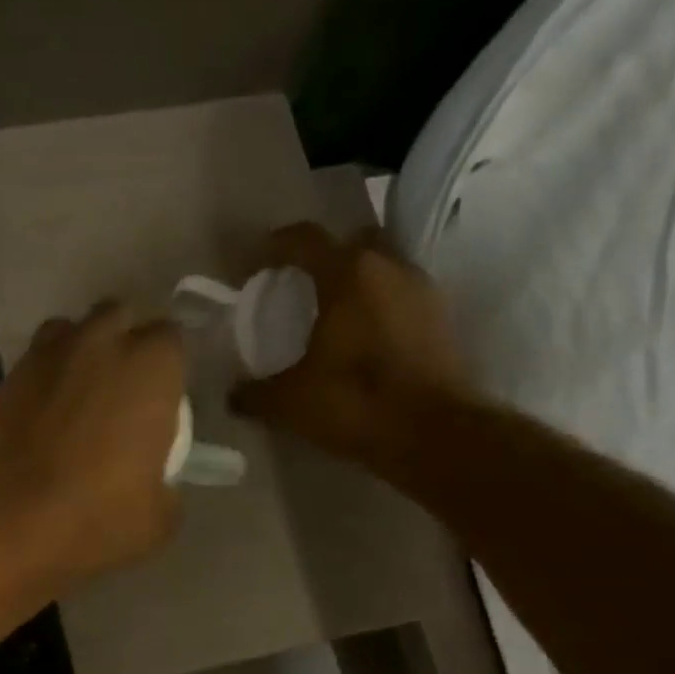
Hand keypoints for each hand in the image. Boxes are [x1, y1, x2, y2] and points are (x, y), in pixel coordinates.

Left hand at [0, 301, 184, 591]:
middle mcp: (95, 343)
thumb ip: (164, 486)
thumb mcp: (156, 520)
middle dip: (120, 344)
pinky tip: (30, 431)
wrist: (0, 526)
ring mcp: (38, 358)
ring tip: (73, 402)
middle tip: (119, 393)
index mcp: (149, 367)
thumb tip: (155, 484)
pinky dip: (33, 392)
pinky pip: (25, 375)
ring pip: (64, 335)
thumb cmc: (94, 520)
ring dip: (74, 357)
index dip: (167, 369)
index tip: (161, 402)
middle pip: (116, 318)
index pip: (170, 340)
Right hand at [227, 223, 472, 462]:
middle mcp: (389, 267)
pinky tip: (362, 341)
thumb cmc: (355, 402)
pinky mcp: (441, 319)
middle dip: (327, 257)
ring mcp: (422, 290)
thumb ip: (256, 393)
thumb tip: (232, 395)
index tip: (254, 262)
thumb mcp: (290, 402)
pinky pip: (401, 298)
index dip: (275, 246)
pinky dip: (380, 309)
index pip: (304, 239)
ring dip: (358, 284)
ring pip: (383, 268)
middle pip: (353, 242)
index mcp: (347, 274)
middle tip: (301, 287)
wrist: (432, 434)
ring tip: (332, 317)